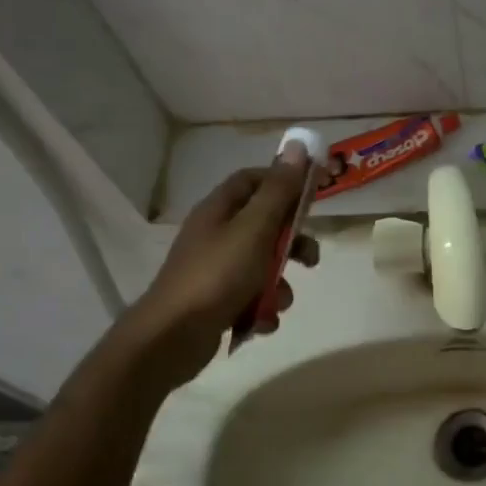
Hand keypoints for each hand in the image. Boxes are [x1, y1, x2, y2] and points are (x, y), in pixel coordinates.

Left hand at [123, 143, 319, 384]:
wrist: (172, 338)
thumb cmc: (217, 276)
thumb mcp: (255, 229)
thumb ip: (280, 191)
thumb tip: (299, 147)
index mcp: (220, 210)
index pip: (254, 180)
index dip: (284, 183)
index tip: (313, 196)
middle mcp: (216, 235)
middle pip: (265, 226)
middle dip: (292, 244)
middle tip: (310, 259)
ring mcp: (216, 270)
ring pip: (263, 266)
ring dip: (279, 284)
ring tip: (279, 302)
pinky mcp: (217, 301)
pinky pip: (252, 297)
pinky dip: (262, 309)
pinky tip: (261, 323)